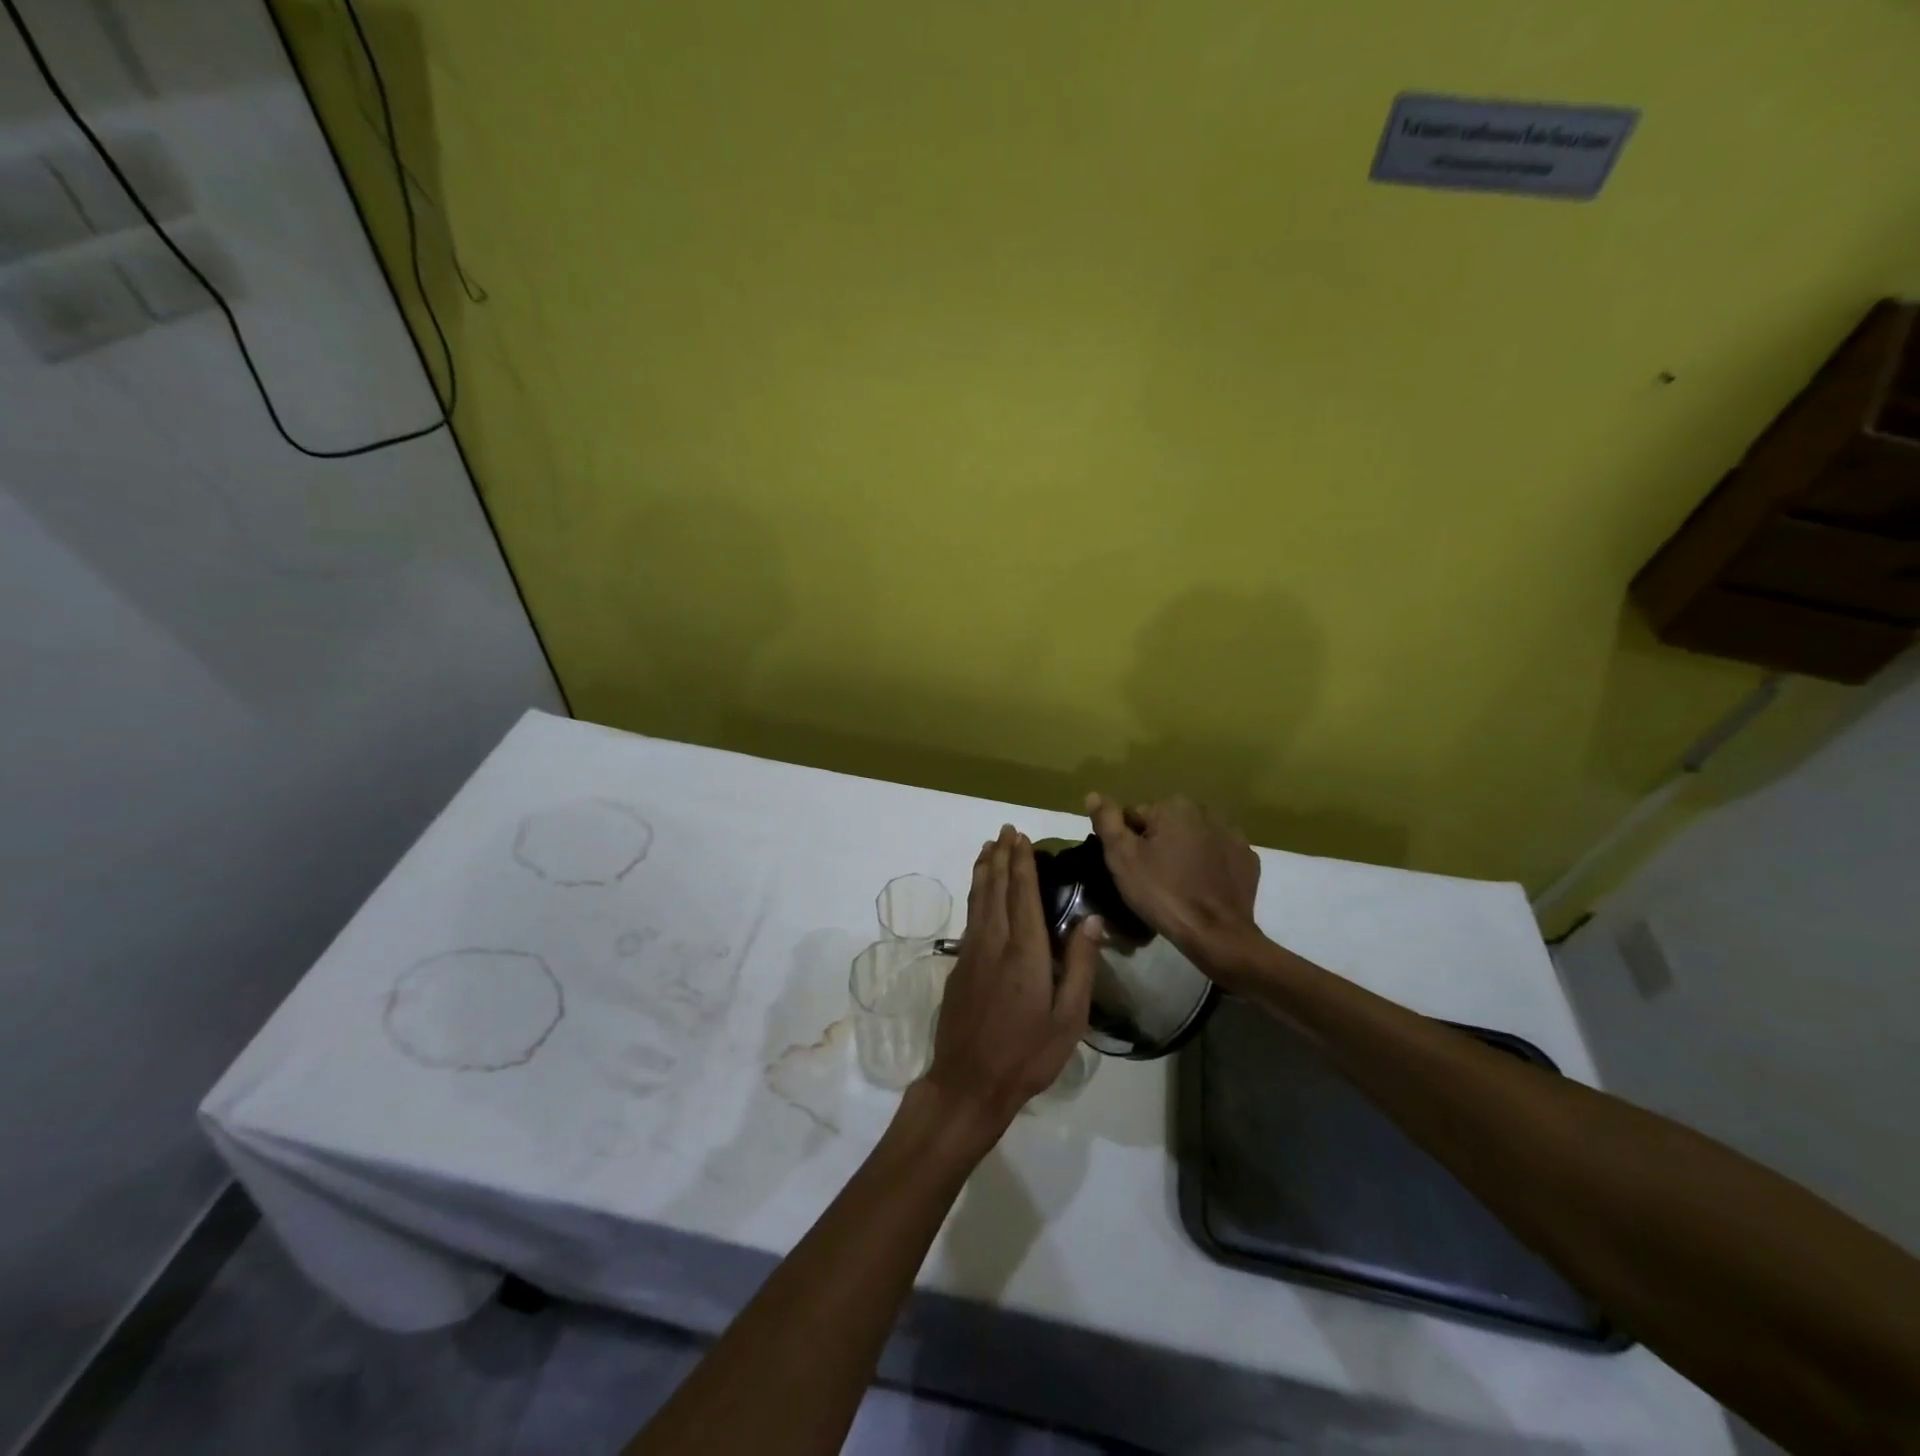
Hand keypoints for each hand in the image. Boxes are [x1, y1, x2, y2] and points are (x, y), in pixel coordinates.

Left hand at [924, 825, 1098, 1141]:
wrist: (969, 1082)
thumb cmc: (1027, 1054)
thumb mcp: (1068, 1018)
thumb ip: (1080, 966)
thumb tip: (1091, 920)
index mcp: (1025, 952)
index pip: (1023, 894)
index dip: (1022, 863)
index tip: (1022, 837)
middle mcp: (994, 942)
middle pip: (995, 888)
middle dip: (1000, 856)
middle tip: (1004, 830)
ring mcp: (972, 953)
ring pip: (977, 900)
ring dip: (983, 870)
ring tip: (987, 848)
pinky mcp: (959, 967)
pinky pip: (970, 917)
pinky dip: (976, 895)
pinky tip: (979, 894)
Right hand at [1086, 793, 1262, 973]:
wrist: (1217, 934)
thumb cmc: (1162, 893)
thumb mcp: (1122, 858)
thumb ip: (1107, 821)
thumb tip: (1093, 795)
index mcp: (1174, 806)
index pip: (1135, 816)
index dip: (1127, 842)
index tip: (1130, 868)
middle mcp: (1206, 811)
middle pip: (1166, 825)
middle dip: (1156, 845)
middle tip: (1150, 879)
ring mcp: (1233, 835)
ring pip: (1193, 839)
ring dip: (1183, 854)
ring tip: (1176, 886)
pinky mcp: (1248, 859)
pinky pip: (1218, 856)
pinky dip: (1208, 866)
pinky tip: (1200, 888)